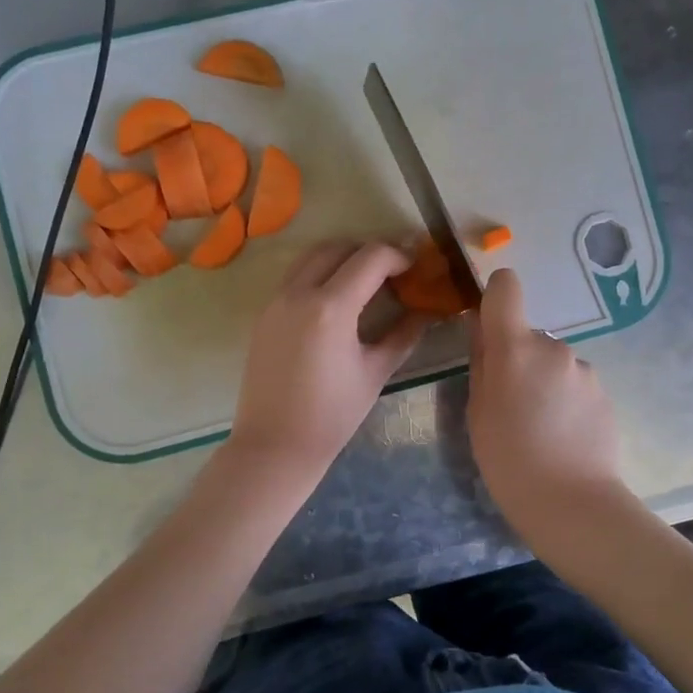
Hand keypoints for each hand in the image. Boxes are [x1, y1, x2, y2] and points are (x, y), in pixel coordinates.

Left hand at [230, 241, 427, 478]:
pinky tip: (336, 301)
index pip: (370, 257)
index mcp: (330, 308)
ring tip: (365, 281)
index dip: (398, 255)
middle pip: (338, 247)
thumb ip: (404, 334)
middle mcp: (298, 293)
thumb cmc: (332, 415)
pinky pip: (294, 277)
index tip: (415, 267)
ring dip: (341, 258)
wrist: (275, 445)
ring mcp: (276, 301)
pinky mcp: (264, 314)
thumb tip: (428, 310)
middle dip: (369, 251)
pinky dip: (319, 274)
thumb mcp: (375, 372)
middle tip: (393, 271)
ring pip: (311, 257)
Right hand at [468, 268, 622, 526]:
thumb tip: (483, 333)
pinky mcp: (605, 392)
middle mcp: (554, 346)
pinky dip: (566, 400)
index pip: (506, 288)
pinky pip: (574, 384)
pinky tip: (563, 436)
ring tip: (541, 428)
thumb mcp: (477, 412)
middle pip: (529, 336)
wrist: (572, 503)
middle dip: (519, 359)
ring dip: (544, 382)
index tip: (489, 324)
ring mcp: (584, 369)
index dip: (496, 296)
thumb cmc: (508, 460)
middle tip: (512, 405)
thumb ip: (481, 364)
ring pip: (553, 363)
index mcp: (515, 348)